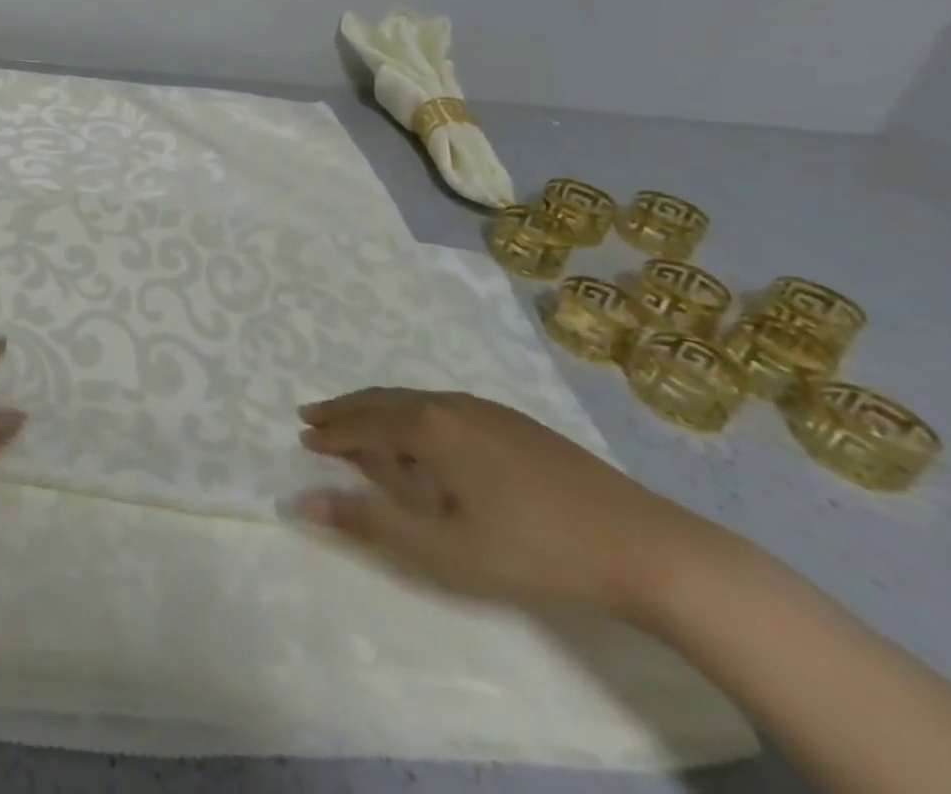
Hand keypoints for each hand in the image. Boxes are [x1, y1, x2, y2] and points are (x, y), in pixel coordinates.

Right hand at [292, 389, 718, 618]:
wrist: (648, 548)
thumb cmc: (535, 552)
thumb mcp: (445, 550)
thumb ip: (371, 522)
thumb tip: (302, 500)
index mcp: (429, 428)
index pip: (363, 424)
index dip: (331, 433)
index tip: (303, 437)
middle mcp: (450, 406)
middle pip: (383, 400)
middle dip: (346, 409)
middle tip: (314, 415)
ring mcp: (487, 410)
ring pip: (415, 400)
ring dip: (378, 407)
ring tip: (359, 417)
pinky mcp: (516, 422)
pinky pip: (443, 405)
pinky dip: (413, 411)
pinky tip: (423, 427)